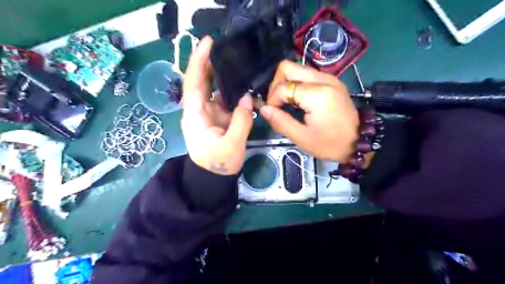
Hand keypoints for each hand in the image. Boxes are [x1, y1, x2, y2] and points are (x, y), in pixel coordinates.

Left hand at [182, 35, 254, 175]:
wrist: (213, 177)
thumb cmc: (218, 164)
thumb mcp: (231, 145)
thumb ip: (240, 122)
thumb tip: (247, 99)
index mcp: (195, 115)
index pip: (193, 83)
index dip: (198, 62)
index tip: (207, 42)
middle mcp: (199, 110)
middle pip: (200, 81)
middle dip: (208, 62)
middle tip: (223, 45)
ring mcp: (209, 112)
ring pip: (213, 88)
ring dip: (221, 74)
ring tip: (235, 60)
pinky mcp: (218, 117)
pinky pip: (223, 98)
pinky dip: (231, 89)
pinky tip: (241, 82)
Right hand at [261, 60, 357, 161]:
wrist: (358, 142)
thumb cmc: (330, 144)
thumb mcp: (302, 138)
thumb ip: (281, 121)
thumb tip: (263, 108)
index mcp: (317, 94)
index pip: (283, 87)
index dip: (272, 99)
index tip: (273, 113)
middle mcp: (323, 79)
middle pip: (288, 66)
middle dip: (276, 83)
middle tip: (277, 102)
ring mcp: (329, 77)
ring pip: (297, 68)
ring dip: (286, 82)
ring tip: (286, 102)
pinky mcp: (332, 80)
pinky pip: (307, 74)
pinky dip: (297, 83)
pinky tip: (298, 99)